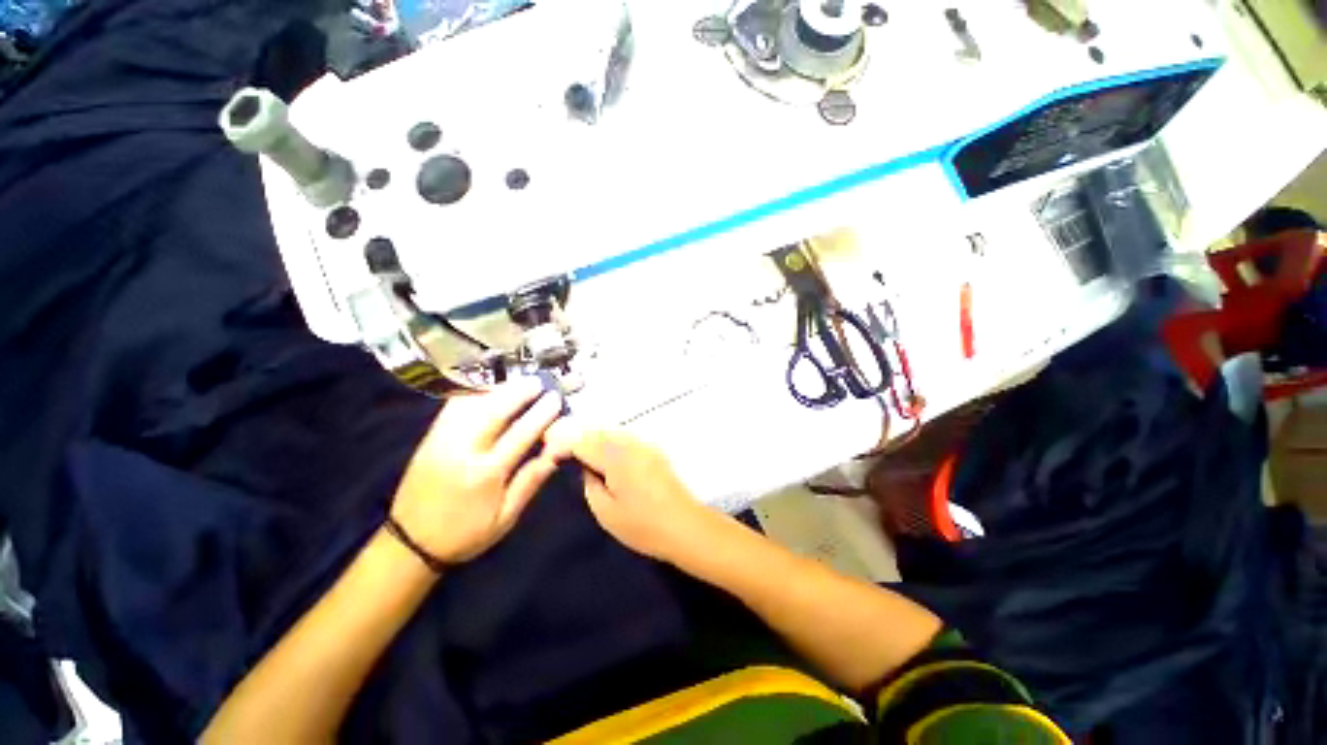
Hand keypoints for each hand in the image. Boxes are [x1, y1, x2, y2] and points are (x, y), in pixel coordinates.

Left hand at [391, 379, 563, 563]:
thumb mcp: (506, 518)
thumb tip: (556, 451)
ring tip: (519, 381)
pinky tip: (489, 389)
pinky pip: (453, 406)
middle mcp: (463, 450)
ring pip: (473, 403)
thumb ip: (531, 481)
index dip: (541, 413)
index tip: (556, 398)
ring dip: (498, 388)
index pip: (520, 434)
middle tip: (539, 380)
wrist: (410, 543)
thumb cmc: (465, 534)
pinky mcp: (430, 437)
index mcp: (486, 473)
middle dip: (520, 391)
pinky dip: (475, 393)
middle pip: (494, 410)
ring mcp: (442, 440)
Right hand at [543, 422, 712, 561]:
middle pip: (597, 429)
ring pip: (612, 430)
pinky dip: (610, 439)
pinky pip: (626, 436)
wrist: (685, 525)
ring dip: (594, 435)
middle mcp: (630, 443)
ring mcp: (645, 444)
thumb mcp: (606, 512)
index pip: (582, 441)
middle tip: (561, 448)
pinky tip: (605, 453)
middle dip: (577, 435)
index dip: (562, 444)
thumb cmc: (643, 526)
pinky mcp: (654, 449)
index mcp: (615, 458)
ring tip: (580, 450)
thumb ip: (590, 484)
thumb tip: (584, 467)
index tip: (549, 453)